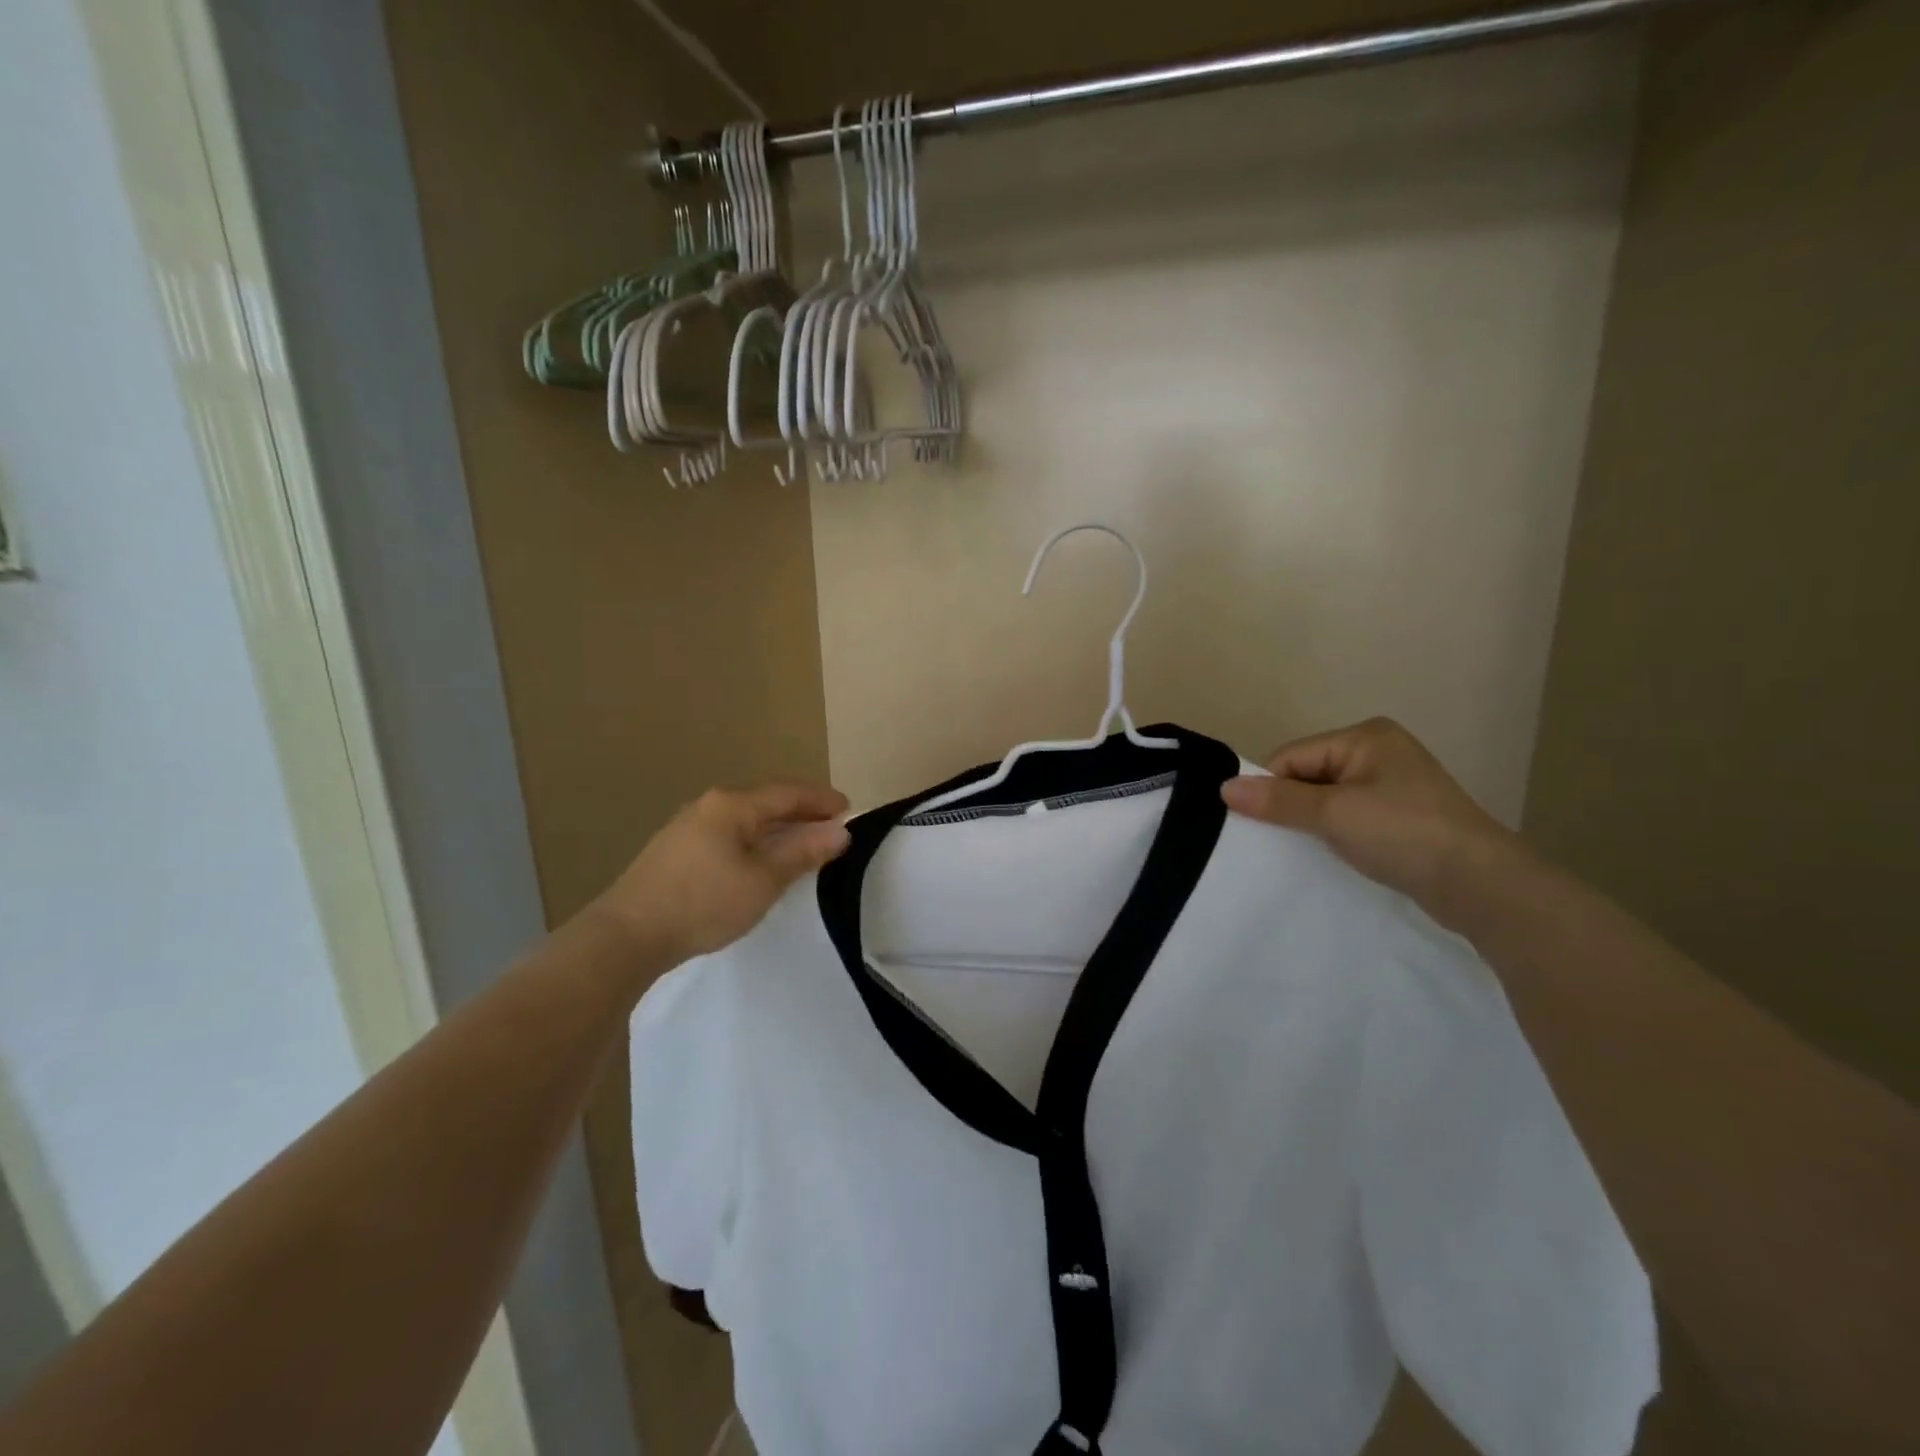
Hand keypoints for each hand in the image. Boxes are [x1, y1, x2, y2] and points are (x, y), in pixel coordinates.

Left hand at [595, 783, 850, 963]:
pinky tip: (758, 862)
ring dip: (776, 829)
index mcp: (733, 805)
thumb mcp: (764, 880)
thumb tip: (840, 831)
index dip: (822, 800)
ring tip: (800, 845)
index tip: (850, 809)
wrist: (626, 935)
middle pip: (766, 802)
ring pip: (745, 820)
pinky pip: (727, 835)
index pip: (789, 793)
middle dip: (801, 813)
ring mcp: (687, 827)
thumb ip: (804, 852)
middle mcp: (709, 806)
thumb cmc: (703, 902)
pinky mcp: (674, 851)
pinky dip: (754, 841)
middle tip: (830, 827)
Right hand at [1221, 718, 1517, 913]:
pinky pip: (1351, 815)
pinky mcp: (1403, 816)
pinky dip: (1335, 832)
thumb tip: (1225, 787)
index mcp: (1365, 736)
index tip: (1255, 821)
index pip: (1293, 756)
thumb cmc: (1403, 833)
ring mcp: (1394, 785)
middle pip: (1309, 773)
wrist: (1480, 884)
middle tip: (1278, 838)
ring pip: (1328, 797)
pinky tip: (1333, 852)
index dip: (1271, 787)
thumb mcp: (1333, 813)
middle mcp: (1380, 752)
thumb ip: (1278, 800)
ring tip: (1305, 847)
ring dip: (1312, 821)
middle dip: (1291, 804)